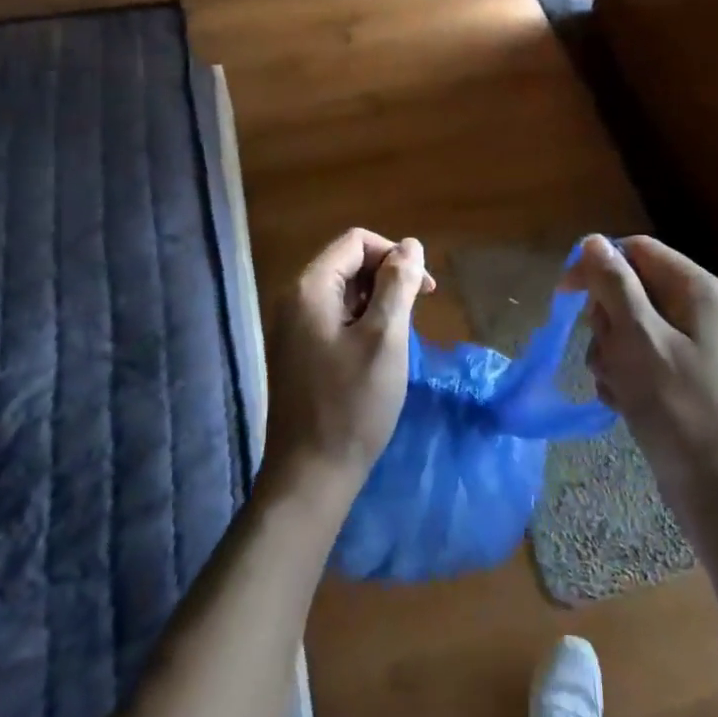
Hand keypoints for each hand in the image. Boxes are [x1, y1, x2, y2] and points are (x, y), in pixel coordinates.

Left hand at [262, 229, 434, 506]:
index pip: (356, 242)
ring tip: (400, 338)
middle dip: (388, 278)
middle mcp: (295, 299)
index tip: (424, 289)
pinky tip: (379, 353)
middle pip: (348, 263)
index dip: (395, 255)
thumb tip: (411, 245)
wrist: (310, 474)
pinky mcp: (299, 351)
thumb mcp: (385, 338)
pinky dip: (362, 323)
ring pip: (344, 292)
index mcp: (310, 288)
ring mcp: (293, 327)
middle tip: (417, 315)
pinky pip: (335, 318)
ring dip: (378, 302)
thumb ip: (398, 285)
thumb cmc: (352, 404)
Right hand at [565, 234, 717, 511]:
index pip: (634, 250)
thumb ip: (613, 285)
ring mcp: (685, 341)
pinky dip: (620, 374)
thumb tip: (592, 241)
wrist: (714, 484)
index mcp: (694, 287)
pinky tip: (623, 400)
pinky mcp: (674, 371)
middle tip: (611, 353)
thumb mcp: (637, 338)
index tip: (566, 295)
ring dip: (608, 352)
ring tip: (619, 384)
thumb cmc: (676, 404)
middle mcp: (693, 306)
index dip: (597, 266)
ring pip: (623, 324)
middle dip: (605, 321)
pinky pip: (632, 354)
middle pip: (626, 287)